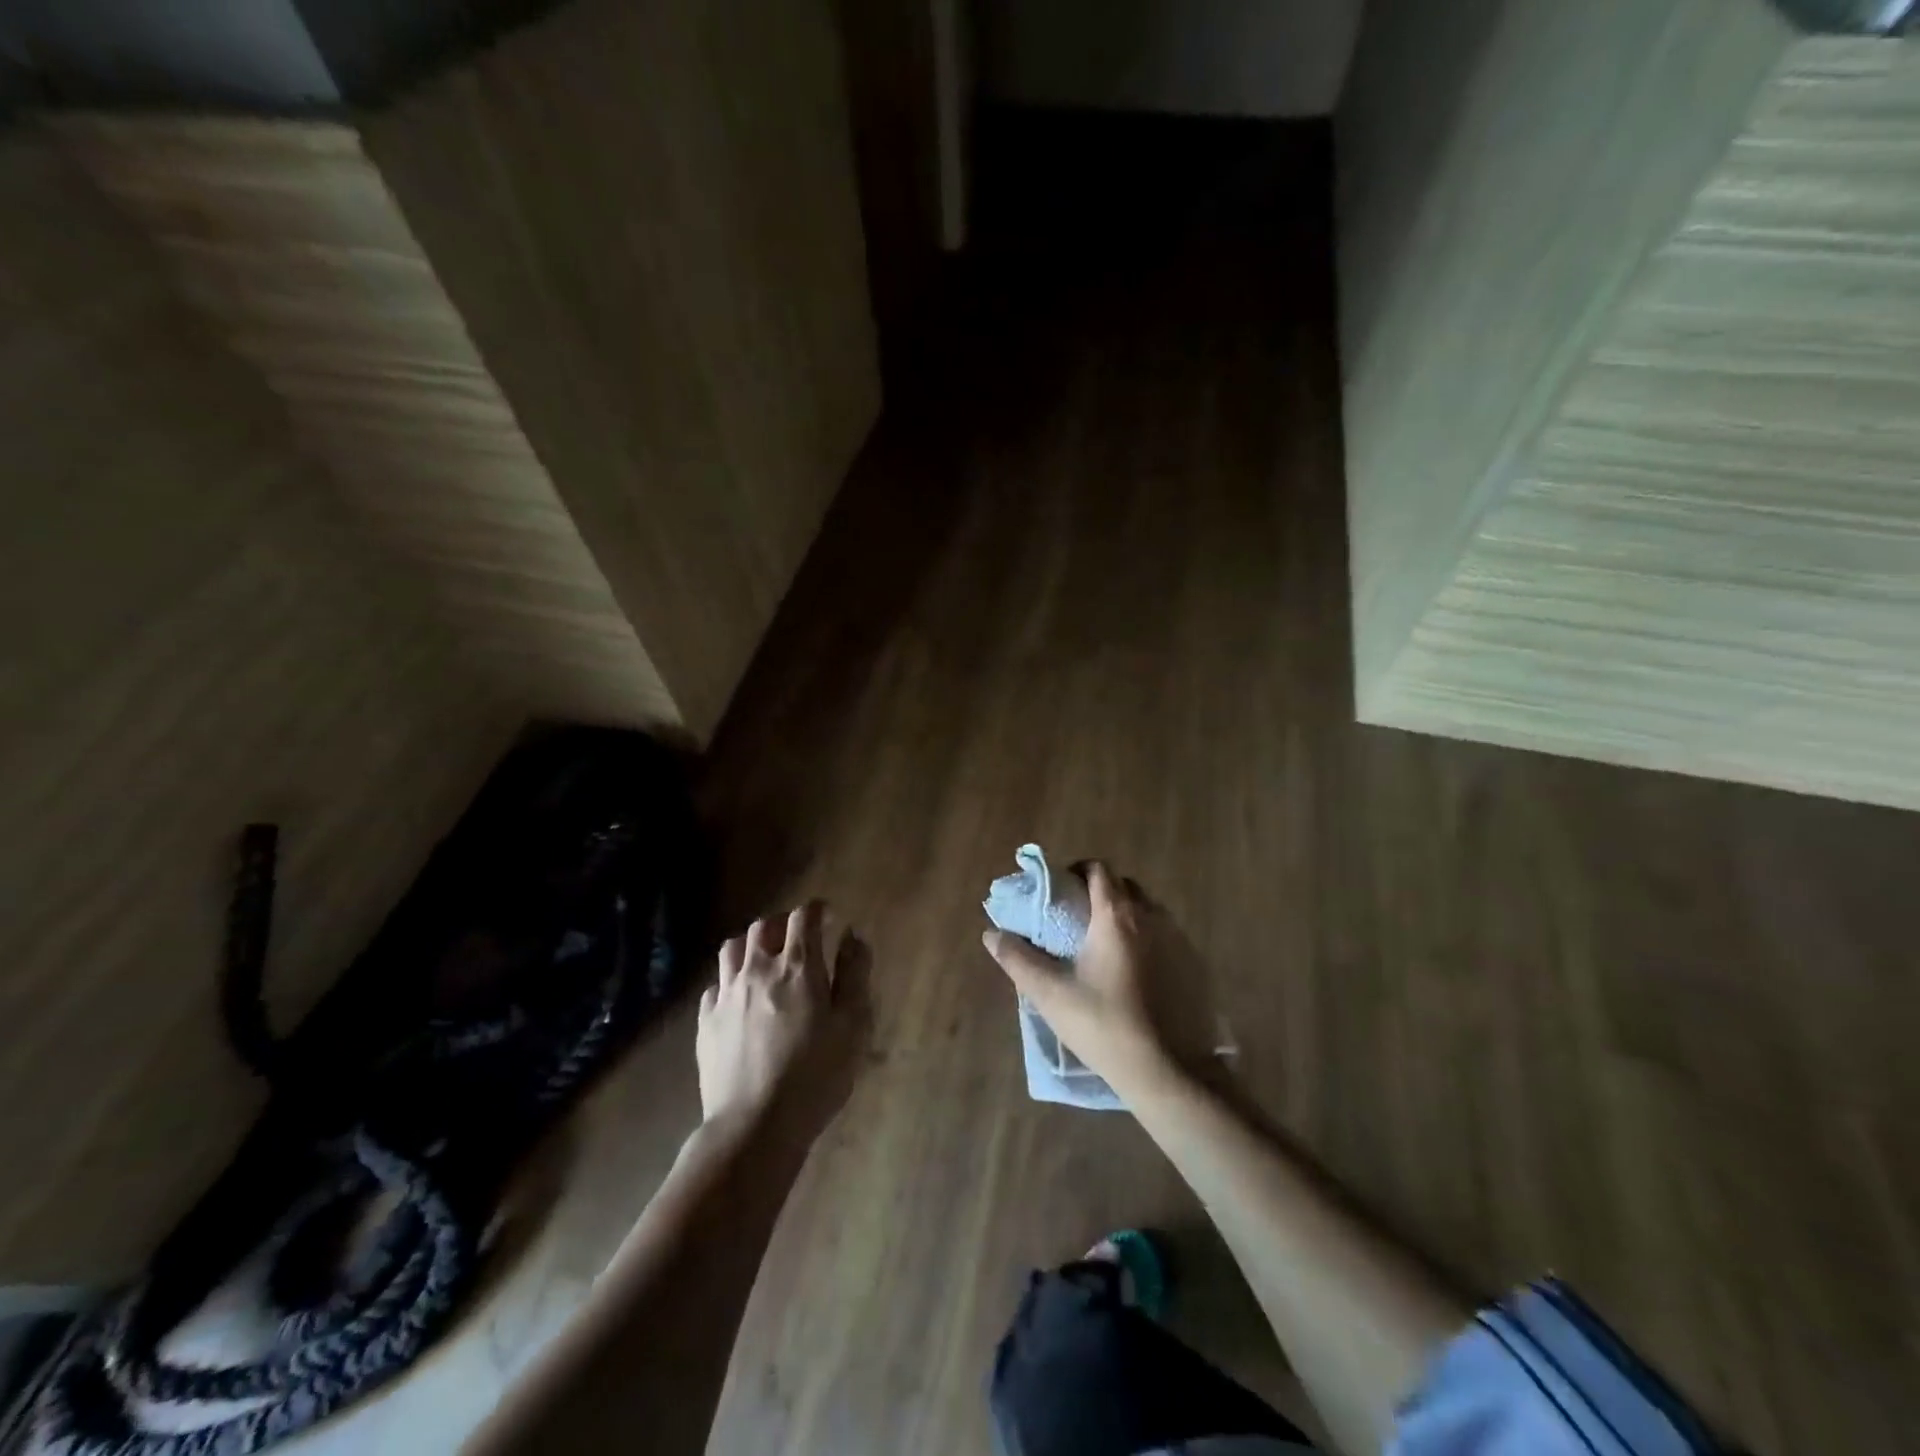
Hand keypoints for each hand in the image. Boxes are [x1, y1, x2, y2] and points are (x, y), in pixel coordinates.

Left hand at [697, 902, 870, 1138]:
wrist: (755, 1125)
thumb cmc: (816, 1074)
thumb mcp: (853, 1025)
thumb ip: (855, 974)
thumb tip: (852, 936)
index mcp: (798, 966)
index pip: (803, 917)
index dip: (817, 910)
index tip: (828, 917)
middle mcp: (758, 969)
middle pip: (764, 926)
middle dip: (783, 923)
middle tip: (798, 938)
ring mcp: (726, 994)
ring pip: (733, 947)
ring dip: (752, 944)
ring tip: (765, 958)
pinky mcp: (706, 1021)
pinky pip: (715, 984)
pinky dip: (730, 980)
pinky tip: (740, 997)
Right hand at [982, 862, 1213, 1094]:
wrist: (1168, 1071)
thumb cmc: (1103, 1025)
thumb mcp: (1050, 994)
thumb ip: (1017, 959)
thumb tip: (991, 934)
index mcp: (1116, 915)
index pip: (1098, 869)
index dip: (1078, 871)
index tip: (1061, 890)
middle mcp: (1151, 916)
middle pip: (1125, 886)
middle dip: (1101, 891)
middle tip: (1079, 917)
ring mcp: (1178, 939)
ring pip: (1148, 910)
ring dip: (1126, 915)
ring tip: (1105, 945)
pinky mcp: (1194, 964)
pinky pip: (1166, 935)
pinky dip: (1147, 939)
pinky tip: (1135, 972)